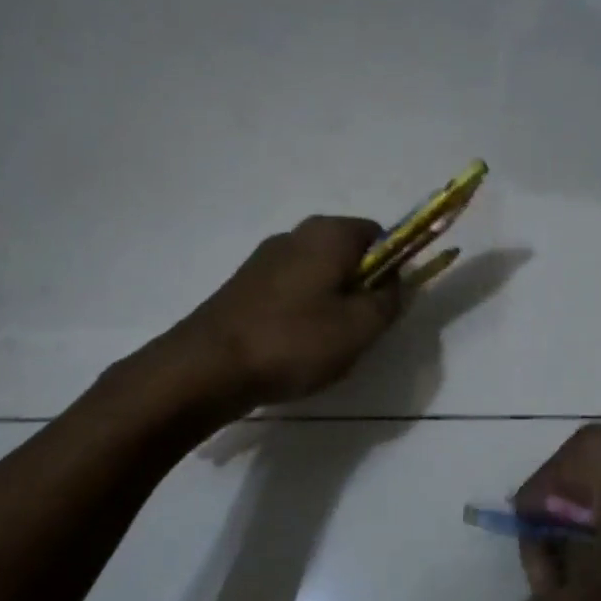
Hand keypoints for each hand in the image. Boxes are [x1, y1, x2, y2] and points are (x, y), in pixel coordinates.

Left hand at [178, 216, 401, 407]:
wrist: (207, 367)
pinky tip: (294, 347)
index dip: (392, 269)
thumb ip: (389, 300)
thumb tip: (394, 283)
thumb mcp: (359, 327)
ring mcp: (265, 258)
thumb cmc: (293, 341)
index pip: (379, 235)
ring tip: (324, 346)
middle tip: (359, 330)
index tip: (385, 306)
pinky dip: (302, 314)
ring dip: (331, 305)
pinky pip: (291, 292)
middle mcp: (296, 234)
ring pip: (319, 276)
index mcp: (328, 233)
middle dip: (360, 290)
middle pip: (347, 256)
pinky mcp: (245, 284)